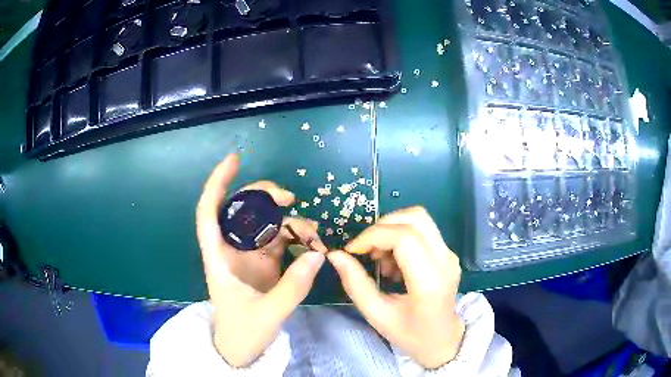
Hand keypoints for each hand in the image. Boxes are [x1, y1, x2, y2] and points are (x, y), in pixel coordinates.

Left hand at [196, 154, 326, 366]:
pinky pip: (281, 241)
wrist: (241, 350)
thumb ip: (293, 287)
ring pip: (266, 224)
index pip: (209, 212)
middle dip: (265, 197)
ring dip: (289, 222)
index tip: (236, 159)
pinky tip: (313, 244)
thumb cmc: (242, 333)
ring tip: (313, 235)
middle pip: (242, 209)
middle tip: (290, 200)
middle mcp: (231, 249)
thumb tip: (317, 254)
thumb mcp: (268, 314)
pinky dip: (297, 238)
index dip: (218, 183)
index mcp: (218, 257)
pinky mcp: (265, 264)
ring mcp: (249, 256)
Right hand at [327, 207, 464, 368]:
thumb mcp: (377, 315)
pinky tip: (393, 262)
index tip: (353, 250)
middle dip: (382, 226)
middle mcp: (445, 261)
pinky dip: (401, 235)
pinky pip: (423, 230)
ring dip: (392, 229)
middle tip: (366, 250)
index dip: (373, 236)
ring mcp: (450, 255)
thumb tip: (336, 255)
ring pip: (420, 218)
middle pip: (415, 218)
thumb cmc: (410, 335)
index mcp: (430, 282)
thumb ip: (356, 284)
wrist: (444, 340)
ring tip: (380, 259)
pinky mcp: (448, 253)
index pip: (404, 238)